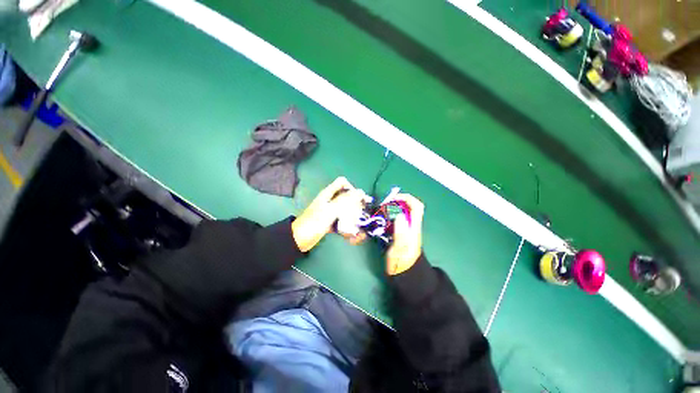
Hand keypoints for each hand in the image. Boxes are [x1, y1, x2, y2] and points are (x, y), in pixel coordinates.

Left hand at [292, 177, 368, 251]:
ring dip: (353, 216)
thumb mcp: (330, 210)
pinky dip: (347, 226)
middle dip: (355, 204)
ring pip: (345, 209)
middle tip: (363, 214)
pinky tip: (352, 235)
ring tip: (360, 227)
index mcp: (328, 194)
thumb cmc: (314, 223)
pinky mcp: (330, 222)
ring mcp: (330, 212)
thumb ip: (345, 200)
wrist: (299, 240)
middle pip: (346, 196)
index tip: (358, 198)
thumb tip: (360, 192)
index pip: (342, 182)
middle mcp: (330, 201)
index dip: (351, 187)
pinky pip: (342, 221)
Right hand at [386, 194, 423, 274]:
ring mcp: (405, 228)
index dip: (406, 198)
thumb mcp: (400, 249)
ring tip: (379, 211)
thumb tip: (400, 214)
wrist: (404, 274)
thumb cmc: (402, 263)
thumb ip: (401, 233)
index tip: (392, 199)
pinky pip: (394, 219)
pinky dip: (387, 215)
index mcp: (413, 227)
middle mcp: (410, 225)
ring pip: (400, 212)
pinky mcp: (399, 232)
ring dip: (390, 208)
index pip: (416, 206)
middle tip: (382, 205)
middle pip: (407, 206)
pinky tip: (379, 219)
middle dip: (395, 202)